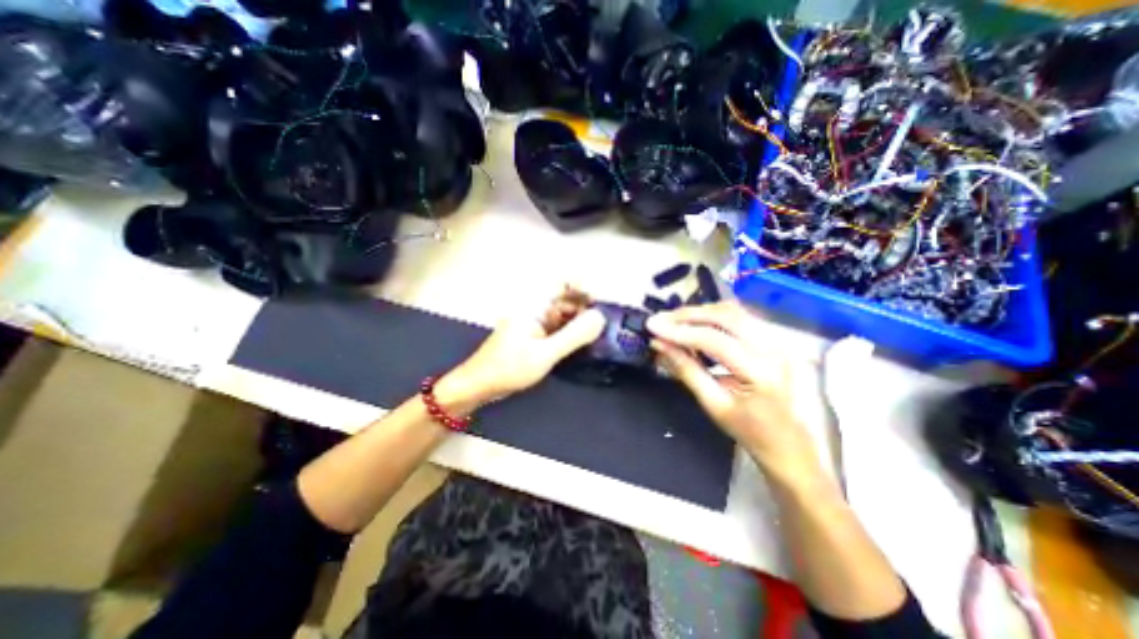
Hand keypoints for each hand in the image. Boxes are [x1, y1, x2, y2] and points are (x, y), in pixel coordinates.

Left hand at [444, 288, 608, 404]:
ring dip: (578, 323)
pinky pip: (556, 328)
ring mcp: (534, 323)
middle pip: (565, 299)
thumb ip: (573, 335)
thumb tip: (600, 317)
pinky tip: (579, 345)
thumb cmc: (509, 368)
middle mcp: (535, 309)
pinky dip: (569, 333)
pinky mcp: (533, 336)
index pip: (563, 284)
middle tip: (600, 327)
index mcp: (535, 306)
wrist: (478, 385)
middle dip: (584, 309)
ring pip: (562, 315)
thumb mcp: (545, 354)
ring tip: (593, 338)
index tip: (599, 305)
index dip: (583, 289)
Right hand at [644, 303, 824, 485]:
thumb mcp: (713, 404)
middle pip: (726, 316)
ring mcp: (778, 340)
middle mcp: (774, 349)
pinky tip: (697, 323)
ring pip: (734, 311)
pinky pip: (741, 317)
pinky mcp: (775, 338)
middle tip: (661, 320)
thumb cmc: (750, 431)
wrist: (789, 443)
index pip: (714, 340)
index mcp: (761, 372)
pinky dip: (715, 316)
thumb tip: (659, 344)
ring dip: (701, 312)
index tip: (652, 326)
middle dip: (688, 315)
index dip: (679, 331)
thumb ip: (686, 369)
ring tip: (674, 321)